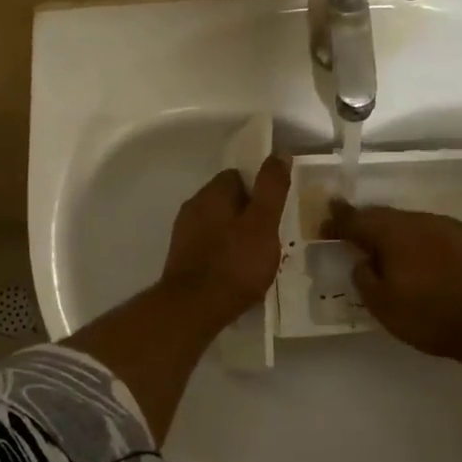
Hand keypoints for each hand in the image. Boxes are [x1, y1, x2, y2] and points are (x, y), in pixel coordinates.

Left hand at [160, 156, 290, 327]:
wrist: (193, 309)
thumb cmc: (234, 264)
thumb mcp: (263, 223)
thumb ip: (272, 188)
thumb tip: (279, 153)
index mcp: (211, 194)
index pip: (237, 176)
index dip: (259, 188)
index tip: (276, 208)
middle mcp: (193, 208)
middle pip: (227, 201)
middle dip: (248, 213)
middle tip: (271, 235)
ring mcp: (184, 235)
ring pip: (217, 225)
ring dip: (236, 235)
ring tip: (258, 257)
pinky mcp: (182, 260)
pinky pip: (209, 247)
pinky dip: (224, 254)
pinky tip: (238, 272)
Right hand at [322, 202, 461, 362]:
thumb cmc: (432, 316)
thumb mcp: (384, 306)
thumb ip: (365, 279)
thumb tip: (362, 261)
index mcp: (393, 233)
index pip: (357, 220)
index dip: (338, 221)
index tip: (325, 223)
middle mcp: (420, 221)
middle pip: (385, 216)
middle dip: (366, 222)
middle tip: (351, 230)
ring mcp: (450, 227)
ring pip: (412, 223)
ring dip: (396, 233)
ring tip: (388, 249)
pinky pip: (436, 234)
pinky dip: (422, 242)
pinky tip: (424, 259)